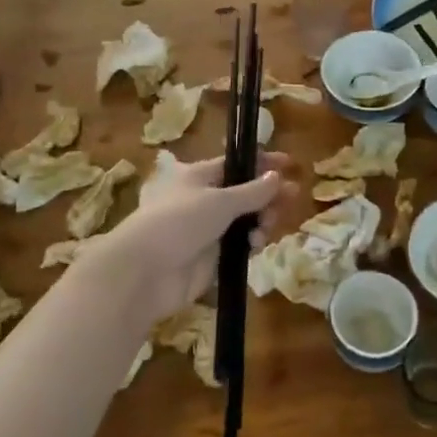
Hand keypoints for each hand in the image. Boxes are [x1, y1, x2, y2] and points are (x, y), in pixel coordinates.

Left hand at [78, 152, 292, 331]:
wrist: (145, 273)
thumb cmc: (179, 222)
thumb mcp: (220, 200)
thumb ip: (253, 191)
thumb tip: (276, 177)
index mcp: (198, 176)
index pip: (236, 164)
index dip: (262, 164)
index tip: (289, 165)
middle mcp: (202, 200)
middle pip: (245, 194)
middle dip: (268, 196)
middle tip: (291, 198)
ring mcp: (207, 230)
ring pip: (246, 220)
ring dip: (262, 221)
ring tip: (267, 227)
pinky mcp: (211, 258)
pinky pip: (240, 245)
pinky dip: (251, 243)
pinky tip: (255, 246)